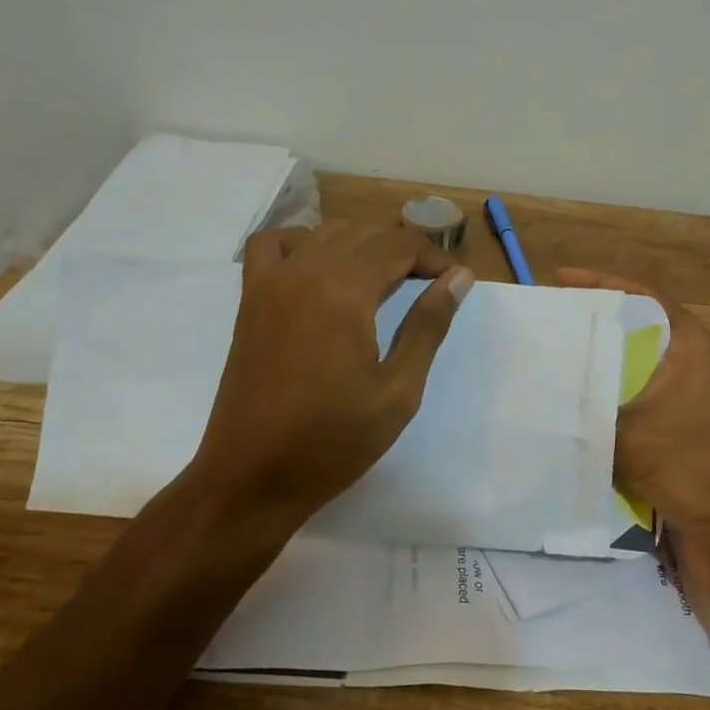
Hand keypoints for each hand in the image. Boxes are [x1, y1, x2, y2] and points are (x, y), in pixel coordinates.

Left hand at [190, 222, 473, 524]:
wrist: (252, 477)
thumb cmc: (333, 442)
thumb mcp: (398, 391)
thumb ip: (428, 326)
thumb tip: (459, 277)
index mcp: (344, 292)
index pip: (399, 245)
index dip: (434, 256)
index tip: (453, 281)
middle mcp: (306, 272)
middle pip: (366, 233)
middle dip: (404, 250)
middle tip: (430, 284)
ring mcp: (271, 282)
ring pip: (326, 232)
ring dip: (363, 244)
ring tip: (386, 278)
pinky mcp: (250, 299)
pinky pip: (273, 244)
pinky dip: (303, 241)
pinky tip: (321, 267)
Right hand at [559, 267, 709, 636]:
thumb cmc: (697, 467)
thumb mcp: (632, 429)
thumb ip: (587, 406)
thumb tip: (544, 391)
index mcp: (691, 346)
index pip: (641, 297)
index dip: (600, 283)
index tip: (558, 280)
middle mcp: (692, 368)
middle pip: (635, 335)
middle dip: (590, 332)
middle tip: (544, 329)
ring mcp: (689, 407)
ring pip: (631, 379)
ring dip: (595, 379)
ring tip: (546, 372)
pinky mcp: (681, 443)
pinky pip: (634, 417)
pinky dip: (606, 417)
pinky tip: (569, 423)